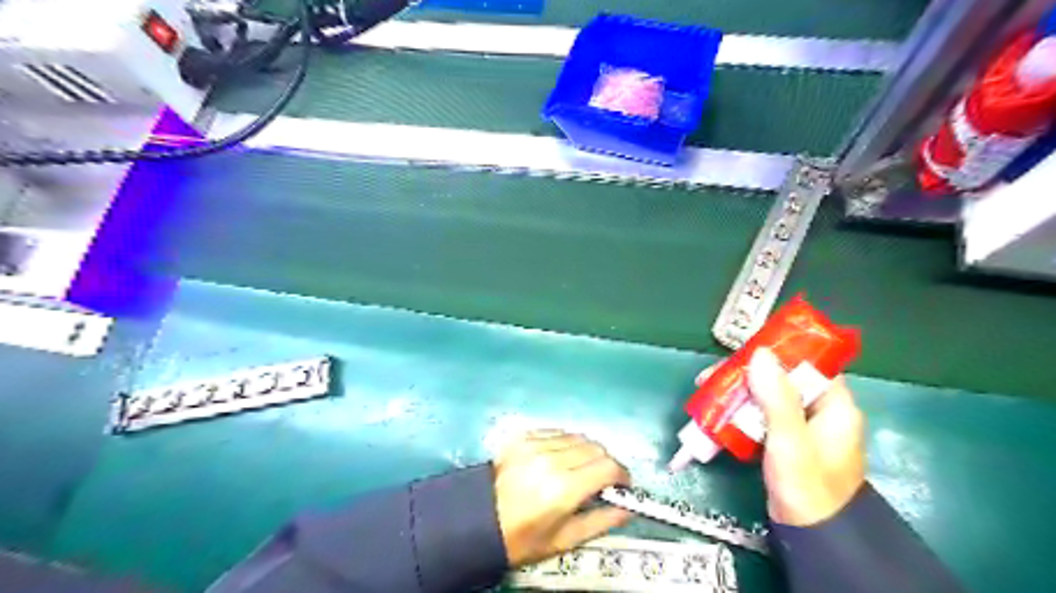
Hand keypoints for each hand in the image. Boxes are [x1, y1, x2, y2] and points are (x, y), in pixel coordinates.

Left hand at [494, 432, 629, 564]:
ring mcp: (535, 444)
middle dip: (605, 463)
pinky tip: (558, 458)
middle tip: (601, 480)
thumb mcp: (564, 540)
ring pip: (577, 436)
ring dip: (586, 451)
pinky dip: (565, 443)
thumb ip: (601, 521)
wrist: (478, 521)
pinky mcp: (523, 436)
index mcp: (564, 488)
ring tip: (579, 469)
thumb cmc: (523, 537)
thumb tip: (627, 509)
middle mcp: (551, 459)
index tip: (623, 486)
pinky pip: (556, 432)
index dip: (622, 475)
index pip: (608, 467)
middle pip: (596, 447)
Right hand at [698, 349, 860, 525]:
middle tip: (711, 376)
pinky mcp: (784, 439)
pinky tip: (718, 413)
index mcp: (835, 405)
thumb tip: (759, 353)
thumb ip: (777, 397)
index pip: (808, 363)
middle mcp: (820, 410)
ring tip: (706, 392)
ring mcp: (801, 425)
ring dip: (737, 393)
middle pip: (780, 378)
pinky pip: (760, 415)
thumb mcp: (790, 440)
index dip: (776, 353)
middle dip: (744, 375)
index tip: (743, 353)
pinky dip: (740, 411)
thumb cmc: (806, 485)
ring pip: (766, 396)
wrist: (810, 534)